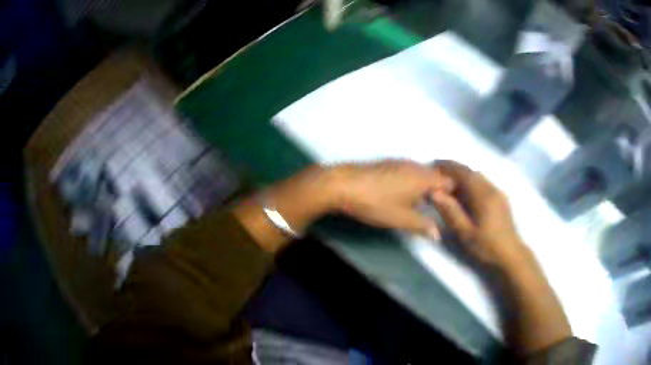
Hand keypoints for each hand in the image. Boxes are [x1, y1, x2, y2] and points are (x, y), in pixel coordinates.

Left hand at [329, 160, 453, 238]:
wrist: (342, 184)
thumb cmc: (376, 202)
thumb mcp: (401, 219)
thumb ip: (422, 225)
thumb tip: (438, 234)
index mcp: (423, 177)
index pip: (449, 182)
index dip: (454, 194)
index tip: (455, 207)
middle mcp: (415, 165)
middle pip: (436, 175)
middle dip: (441, 190)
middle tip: (441, 207)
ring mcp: (400, 162)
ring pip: (422, 172)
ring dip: (426, 185)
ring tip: (425, 202)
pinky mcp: (388, 163)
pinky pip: (409, 170)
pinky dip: (414, 181)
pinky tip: (405, 193)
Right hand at [431, 161, 571, 354]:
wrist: (517, 265)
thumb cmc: (491, 252)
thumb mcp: (466, 235)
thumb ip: (451, 213)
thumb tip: (438, 193)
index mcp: (486, 195)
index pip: (464, 171)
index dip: (448, 166)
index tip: (433, 165)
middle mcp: (496, 191)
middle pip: (473, 172)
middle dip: (457, 170)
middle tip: (440, 174)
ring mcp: (502, 199)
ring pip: (482, 180)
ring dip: (467, 178)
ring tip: (452, 183)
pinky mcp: (506, 207)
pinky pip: (487, 188)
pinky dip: (476, 186)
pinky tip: (471, 195)